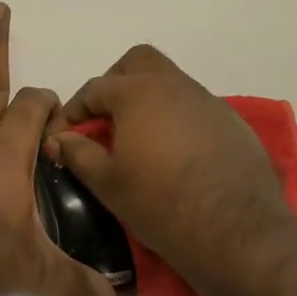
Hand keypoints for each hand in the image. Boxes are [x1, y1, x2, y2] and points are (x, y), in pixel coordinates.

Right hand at [43, 45, 296, 295]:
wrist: (237, 233)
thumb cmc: (160, 204)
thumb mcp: (107, 183)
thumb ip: (78, 154)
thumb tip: (59, 140)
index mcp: (139, 93)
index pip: (94, 89)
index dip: (72, 112)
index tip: (61, 138)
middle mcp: (176, 86)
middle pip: (137, 63)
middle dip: (114, 84)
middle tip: (102, 120)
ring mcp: (209, 102)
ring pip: (170, 83)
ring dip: (147, 101)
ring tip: (136, 140)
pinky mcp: (233, 124)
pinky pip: (194, 108)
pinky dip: (175, 119)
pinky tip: (173, 154)